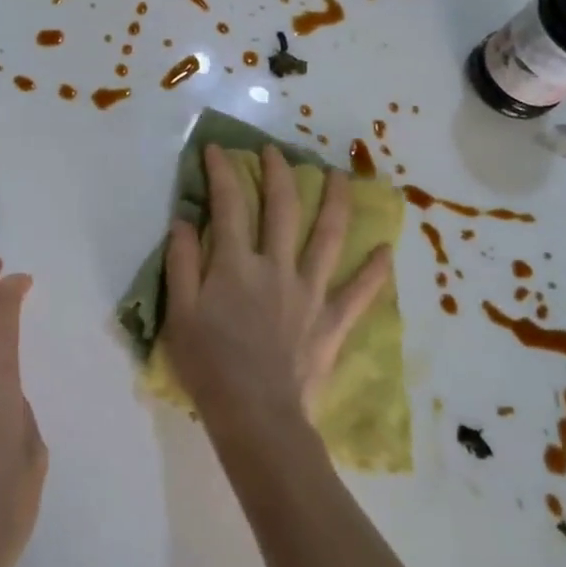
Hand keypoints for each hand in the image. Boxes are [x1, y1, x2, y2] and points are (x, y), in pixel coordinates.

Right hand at [163, 144, 392, 442]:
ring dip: (335, 202)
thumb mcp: (179, 313)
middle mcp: (276, 267)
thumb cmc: (210, 366)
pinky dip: (374, 271)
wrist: (257, 417)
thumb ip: (182, 263)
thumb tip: (185, 220)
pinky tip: (386, 250)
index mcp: (236, 264)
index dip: (223, 172)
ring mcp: (310, 292)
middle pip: (282, 208)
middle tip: (276, 151)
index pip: (229, 205)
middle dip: (279, 173)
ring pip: (327, 237)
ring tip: (339, 176)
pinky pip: (359, 292)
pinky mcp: (331, 320)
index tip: (218, 149)